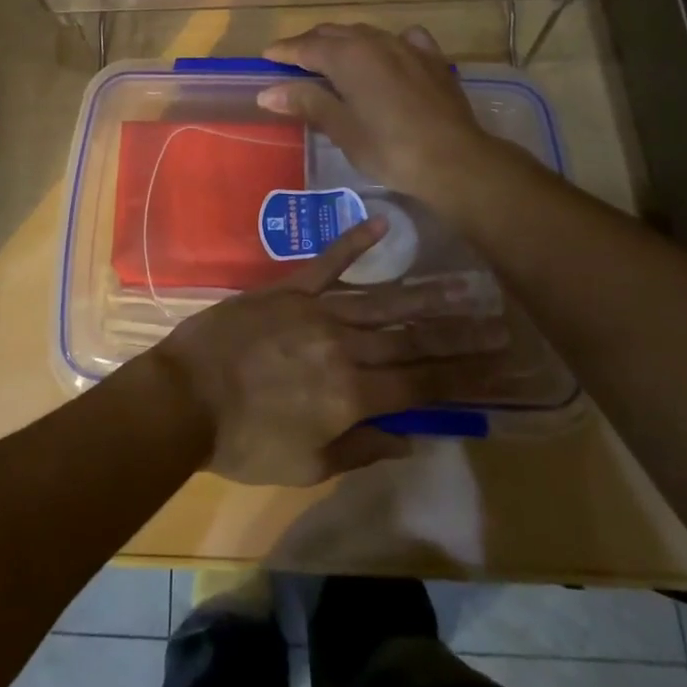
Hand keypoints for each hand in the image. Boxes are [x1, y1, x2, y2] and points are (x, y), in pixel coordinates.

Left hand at [150, 218, 511, 485]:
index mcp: (352, 394)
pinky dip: (354, 242)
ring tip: (466, 282)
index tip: (500, 367)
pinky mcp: (288, 288)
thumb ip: (362, 448)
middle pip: (411, 339)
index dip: (463, 378)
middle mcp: (345, 345)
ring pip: (382, 299)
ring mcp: (317, 310)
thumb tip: (411, 437)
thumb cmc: (244, 441)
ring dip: (426, 291)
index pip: (421, 385)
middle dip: (459, 333)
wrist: (185, 395)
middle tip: (501, 319)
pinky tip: (383, 223)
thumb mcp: (307, 464)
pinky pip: (327, 262)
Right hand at [256, 23, 534, 210]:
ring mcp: (407, 47)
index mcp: (348, 56)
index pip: (306, 46)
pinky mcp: (432, 59)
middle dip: (309, 44)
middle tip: (292, 61)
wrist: (455, 160)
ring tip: (331, 59)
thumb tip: (268, 91)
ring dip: (343, 42)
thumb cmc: (390, 149)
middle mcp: (375, 41)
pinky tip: (386, 55)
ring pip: (365, 33)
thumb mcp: (342, 129)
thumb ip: (307, 102)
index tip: (266, 58)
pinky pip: (402, 40)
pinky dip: (384, 44)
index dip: (284, 51)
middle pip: (333, 33)